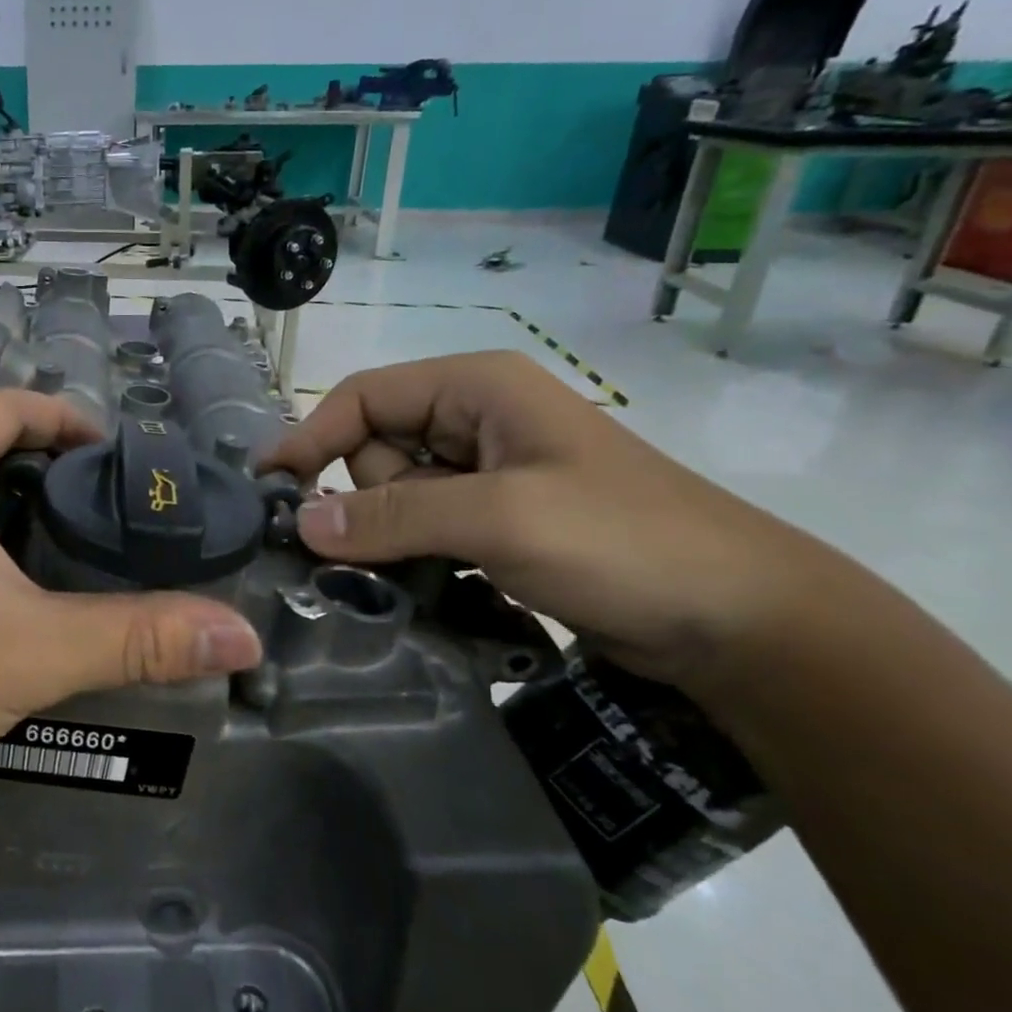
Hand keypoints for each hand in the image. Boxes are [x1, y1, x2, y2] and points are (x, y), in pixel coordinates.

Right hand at [265, 351, 856, 700]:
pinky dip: (410, 555)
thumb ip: (392, 515)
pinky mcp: (493, 523)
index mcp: (477, 388)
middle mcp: (474, 421)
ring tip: (423, 574)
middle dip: (363, 499)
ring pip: (392, 496)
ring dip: (387, 536)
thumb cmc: (623, 542)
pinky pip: (421, 529)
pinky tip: (429, 585)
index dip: (311, 437)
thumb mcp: (500, 518)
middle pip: (373, 449)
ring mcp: (485, 476)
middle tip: (382, 549)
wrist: (743, 623)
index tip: (269, 488)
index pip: (363, 397)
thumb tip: (300, 524)